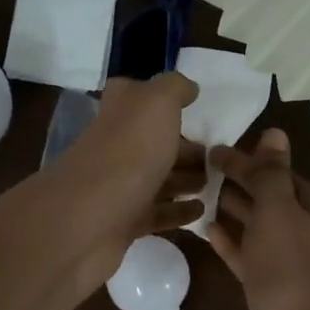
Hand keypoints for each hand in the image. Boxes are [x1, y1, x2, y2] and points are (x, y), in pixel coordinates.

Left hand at [38, 73, 205, 294]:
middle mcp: (116, 145)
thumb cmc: (129, 152)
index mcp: (120, 112)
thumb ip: (174, 88)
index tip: (197, 107)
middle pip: (154, 142)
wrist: (89, 218)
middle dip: (186, 147)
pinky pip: (157, 213)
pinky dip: (179, 211)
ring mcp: (118, 186)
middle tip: (219, 157)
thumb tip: (188, 88)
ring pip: (158, 178)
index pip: (138, 96)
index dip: (166, 99)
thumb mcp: (156, 103)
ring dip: (186, 179)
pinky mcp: (124, 222)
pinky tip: (202, 210)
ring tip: (216, 182)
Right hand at [208, 128, 309, 309]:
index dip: (247, 159)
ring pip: (256, 226)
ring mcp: (288, 262)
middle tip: (192, 168)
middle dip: (235, 182)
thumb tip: (274, 132)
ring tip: (192, 192)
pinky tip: (205, 229)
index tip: (208, 149)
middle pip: (268, 196)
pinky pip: (247, 255)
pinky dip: (229, 241)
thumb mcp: (279, 211)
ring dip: (229, 210)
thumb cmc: (291, 271)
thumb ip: (270, 173)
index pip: (279, 171)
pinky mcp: (269, 288)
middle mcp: (306, 230)